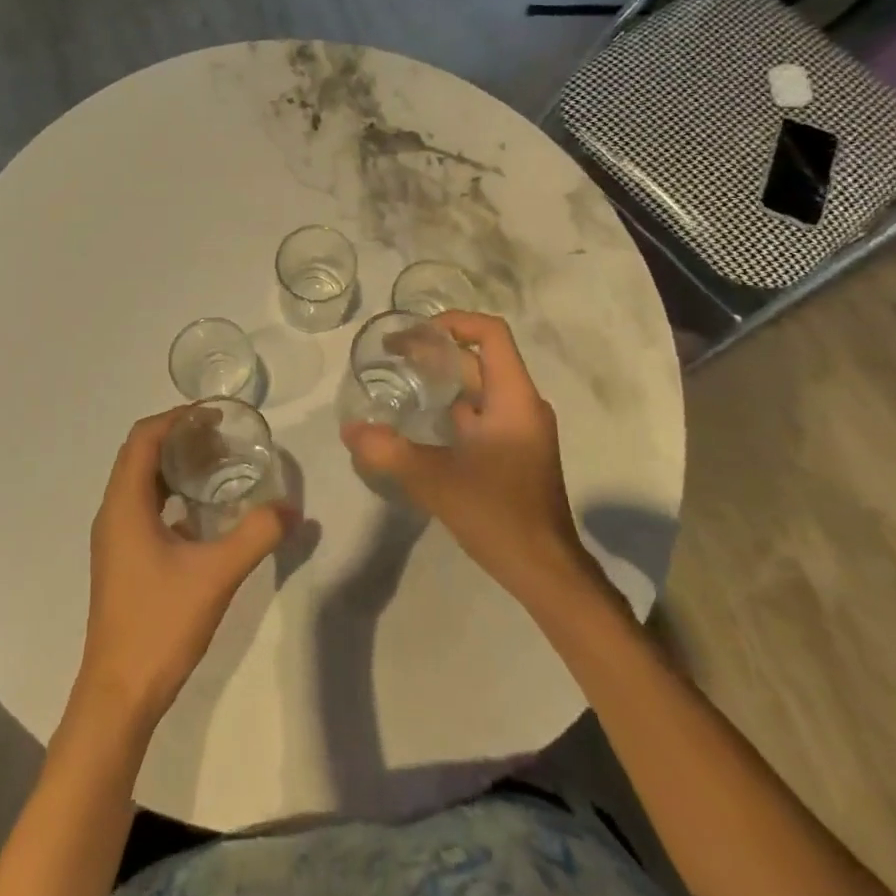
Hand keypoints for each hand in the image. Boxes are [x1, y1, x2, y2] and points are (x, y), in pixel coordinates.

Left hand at [76, 408, 291, 726]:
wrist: (119, 695)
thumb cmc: (160, 625)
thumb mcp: (216, 575)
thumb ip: (256, 535)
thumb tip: (292, 507)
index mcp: (124, 504)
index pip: (144, 438)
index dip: (177, 418)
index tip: (215, 416)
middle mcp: (112, 512)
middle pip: (140, 454)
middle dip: (179, 437)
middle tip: (223, 438)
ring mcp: (114, 537)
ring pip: (140, 481)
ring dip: (174, 465)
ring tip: (217, 465)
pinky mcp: (121, 558)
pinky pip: (143, 506)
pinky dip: (170, 493)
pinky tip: (203, 512)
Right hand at [341, 312, 599, 606]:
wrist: (546, 573)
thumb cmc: (498, 515)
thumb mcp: (435, 480)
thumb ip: (388, 452)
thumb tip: (349, 430)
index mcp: (513, 398)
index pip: (490, 333)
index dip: (453, 322)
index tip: (414, 333)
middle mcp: (521, 405)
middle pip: (479, 359)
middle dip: (436, 351)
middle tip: (391, 356)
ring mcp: (521, 430)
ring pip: (479, 388)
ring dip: (442, 380)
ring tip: (400, 382)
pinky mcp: (515, 452)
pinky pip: (482, 414)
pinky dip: (452, 408)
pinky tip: (421, 423)